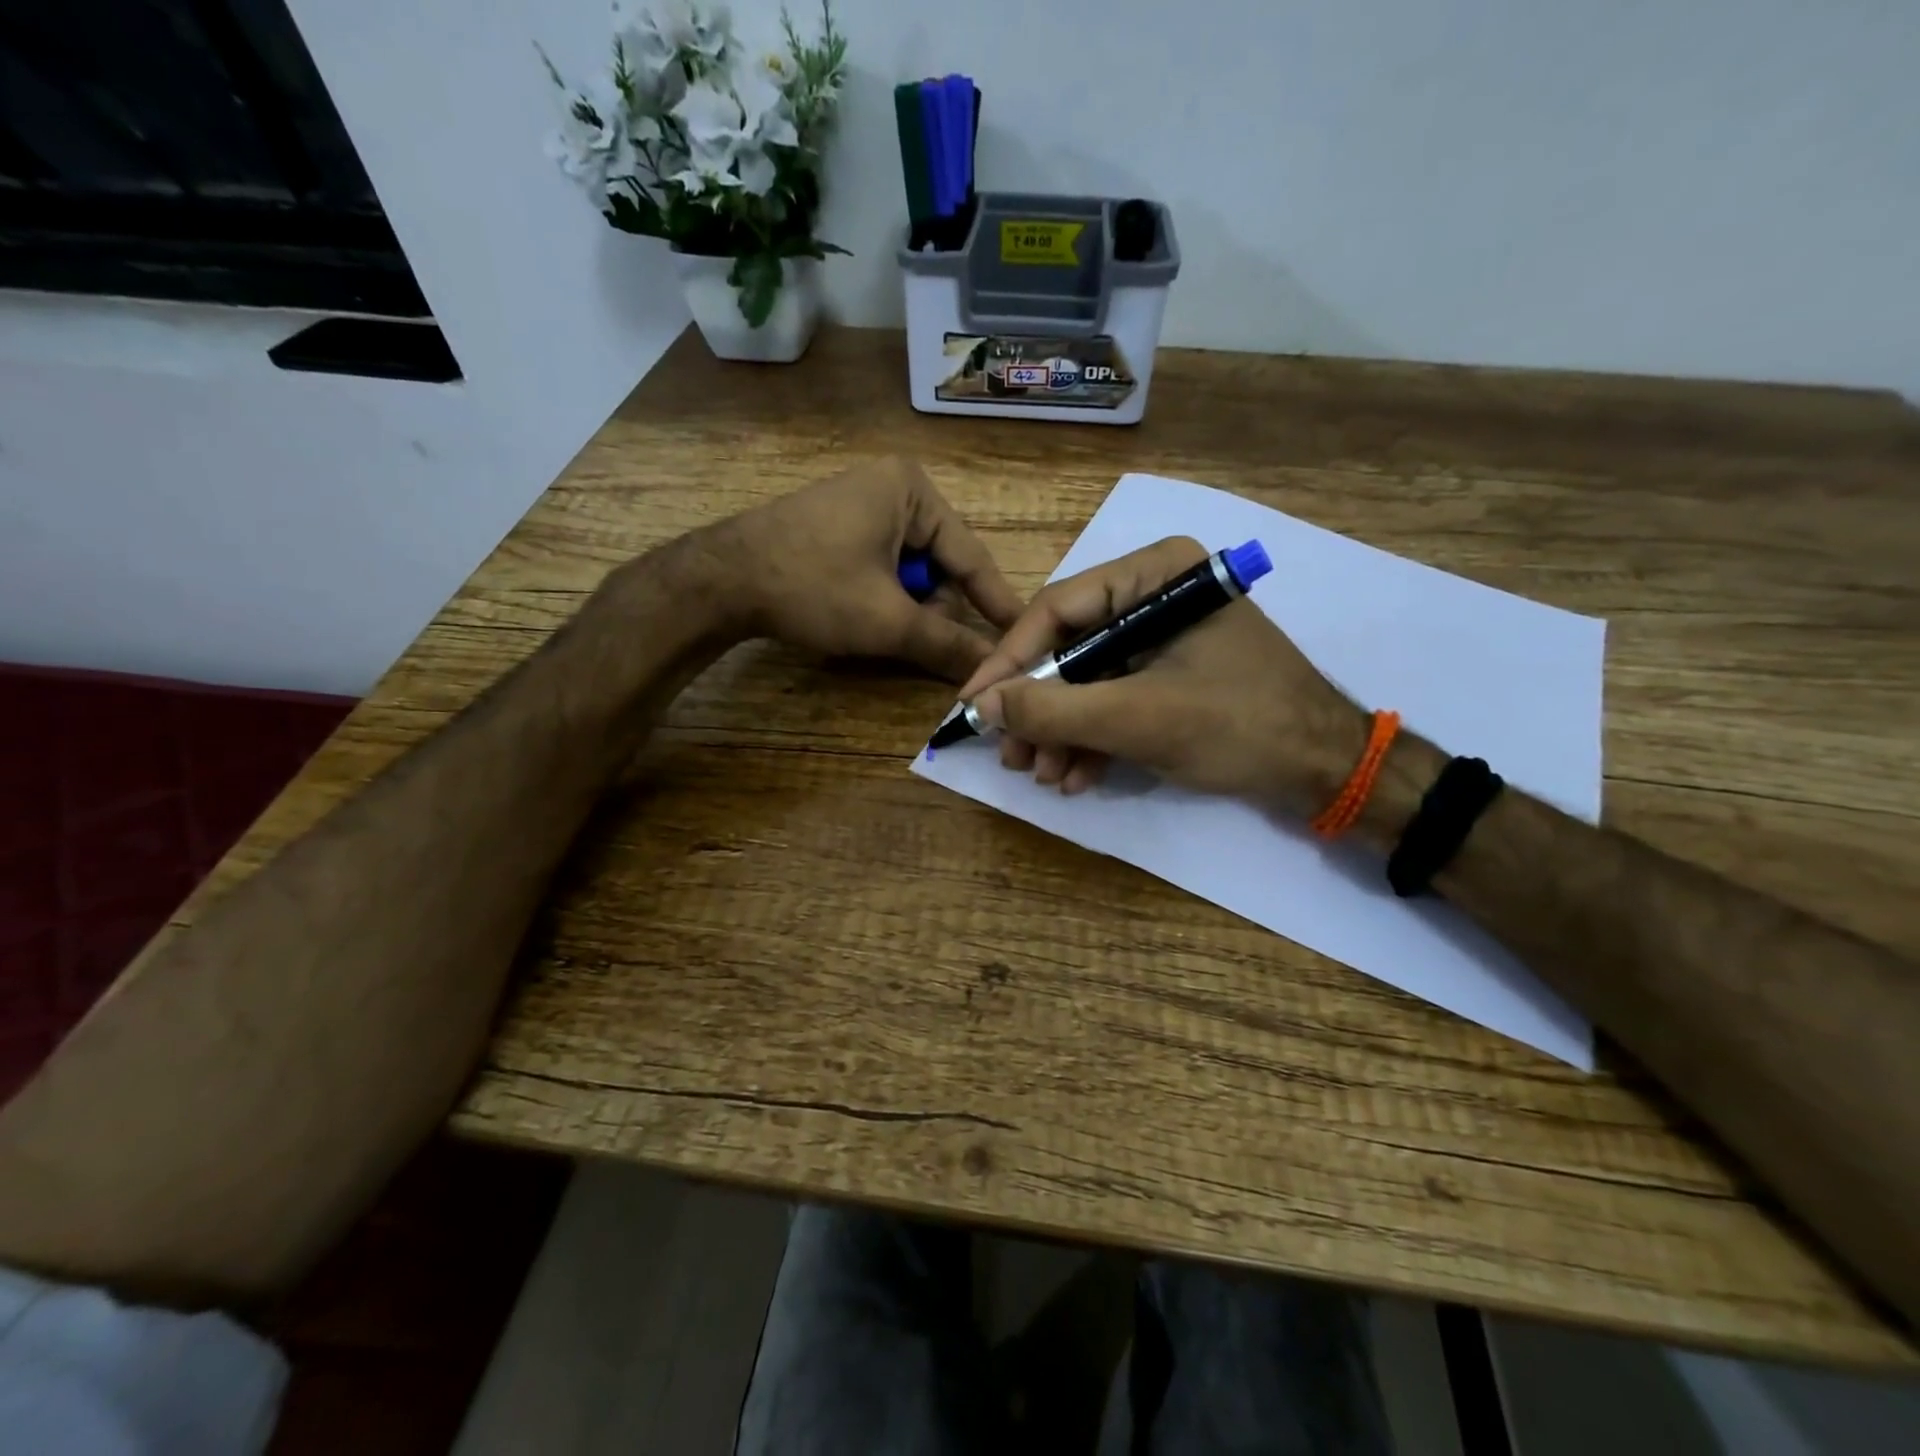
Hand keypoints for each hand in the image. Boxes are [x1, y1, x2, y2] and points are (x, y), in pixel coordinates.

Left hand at [708, 458, 1022, 681]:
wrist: (719, 581)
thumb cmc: (813, 587)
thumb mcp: (888, 620)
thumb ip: (946, 643)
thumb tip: (991, 671)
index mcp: (912, 490)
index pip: (972, 556)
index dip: (997, 603)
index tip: (1024, 636)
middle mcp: (892, 486)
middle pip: (940, 563)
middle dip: (936, 608)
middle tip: (926, 645)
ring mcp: (860, 503)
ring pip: (910, 570)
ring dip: (908, 607)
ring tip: (884, 631)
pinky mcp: (837, 525)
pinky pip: (881, 565)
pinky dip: (884, 597)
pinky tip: (863, 617)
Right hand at [956, 536, 1367, 809]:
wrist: (1327, 771)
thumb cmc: (1239, 726)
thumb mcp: (1139, 718)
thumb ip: (1055, 710)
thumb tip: (983, 707)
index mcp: (1155, 574)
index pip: (1058, 610)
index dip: (1008, 662)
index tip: (972, 707)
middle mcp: (1154, 594)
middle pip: (1069, 648)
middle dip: (1038, 709)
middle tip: (1011, 757)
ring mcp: (1162, 636)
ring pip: (1087, 680)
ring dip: (1061, 732)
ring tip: (1044, 777)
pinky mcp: (1169, 674)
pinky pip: (1114, 698)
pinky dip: (1092, 738)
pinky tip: (1076, 777)